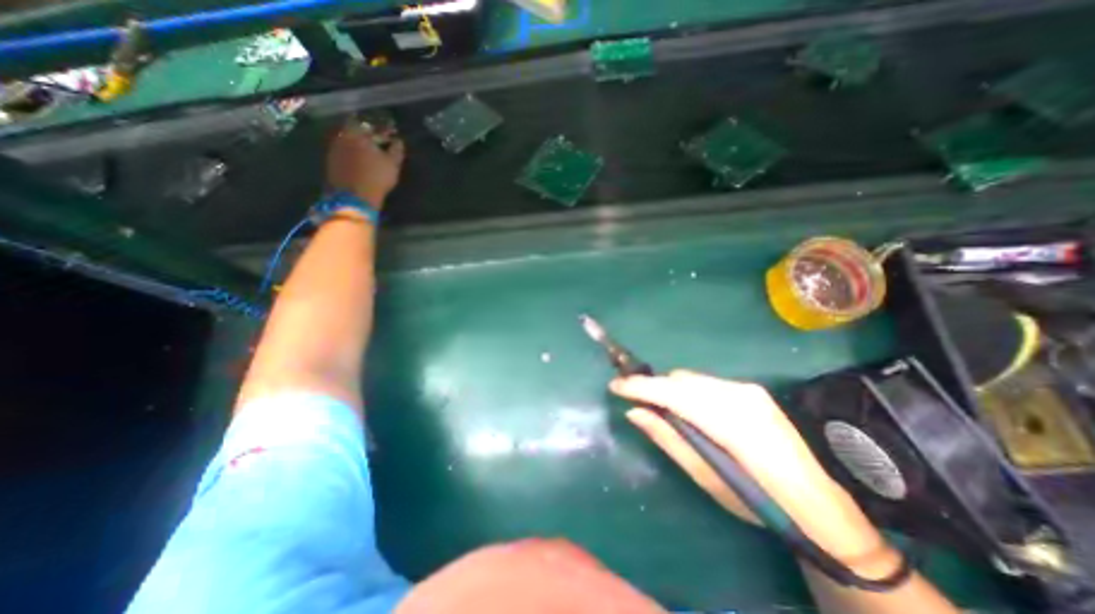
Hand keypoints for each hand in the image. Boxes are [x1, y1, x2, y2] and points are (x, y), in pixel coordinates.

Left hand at [331, 119, 408, 209]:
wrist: (354, 197)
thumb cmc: (376, 177)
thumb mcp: (392, 164)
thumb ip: (396, 150)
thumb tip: (398, 140)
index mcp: (356, 132)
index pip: (367, 123)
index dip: (378, 127)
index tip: (387, 132)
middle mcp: (341, 136)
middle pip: (354, 131)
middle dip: (366, 135)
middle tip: (378, 143)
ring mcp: (333, 149)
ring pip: (347, 142)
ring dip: (358, 146)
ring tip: (370, 154)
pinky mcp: (330, 162)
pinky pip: (343, 153)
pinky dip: (351, 155)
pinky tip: (360, 163)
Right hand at [612, 372, 901, 578]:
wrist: (818, 507)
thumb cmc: (759, 503)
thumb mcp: (706, 478)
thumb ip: (668, 439)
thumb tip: (634, 412)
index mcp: (733, 423)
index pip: (675, 394)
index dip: (641, 387)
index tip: (614, 386)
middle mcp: (741, 396)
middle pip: (682, 380)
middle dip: (654, 387)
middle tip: (633, 400)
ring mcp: (749, 390)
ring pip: (693, 379)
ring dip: (670, 388)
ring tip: (658, 407)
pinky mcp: (752, 390)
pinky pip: (706, 383)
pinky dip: (687, 391)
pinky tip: (686, 409)